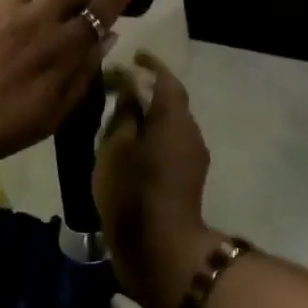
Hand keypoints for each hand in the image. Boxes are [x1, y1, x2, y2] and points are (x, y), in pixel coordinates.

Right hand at [94, 54, 214, 307]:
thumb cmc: (133, 192)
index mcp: (174, 119)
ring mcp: (192, 159)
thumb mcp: (116, 147)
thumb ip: (124, 112)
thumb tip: (130, 86)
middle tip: (115, 89)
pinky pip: (169, 146)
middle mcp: (190, 134)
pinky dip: (150, 139)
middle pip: (170, 102)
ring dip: (148, 117)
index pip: (166, 79)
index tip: (132, 56)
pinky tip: (127, 149)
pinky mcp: (186, 181)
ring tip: (116, 119)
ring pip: (169, 126)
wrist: (160, 251)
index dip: (150, 65)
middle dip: (146, 91)